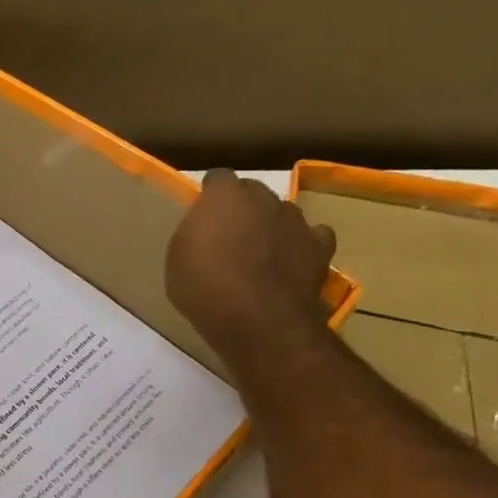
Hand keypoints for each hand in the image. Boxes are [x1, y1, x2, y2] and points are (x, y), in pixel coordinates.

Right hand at [165, 169, 335, 371]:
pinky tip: (291, 260)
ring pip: (282, 213)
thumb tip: (204, 228)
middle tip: (229, 235)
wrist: (256, 318)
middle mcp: (264, 198)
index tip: (202, 214)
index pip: (217, 179)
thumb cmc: (203, 288)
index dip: (210, 195)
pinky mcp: (320, 246)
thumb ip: (193, 234)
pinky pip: (312, 236)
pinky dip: (301, 244)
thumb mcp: (177, 260)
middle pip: (253, 192)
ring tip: (260, 253)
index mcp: (224, 196)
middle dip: (242, 208)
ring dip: (271, 225)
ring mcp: (296, 220)